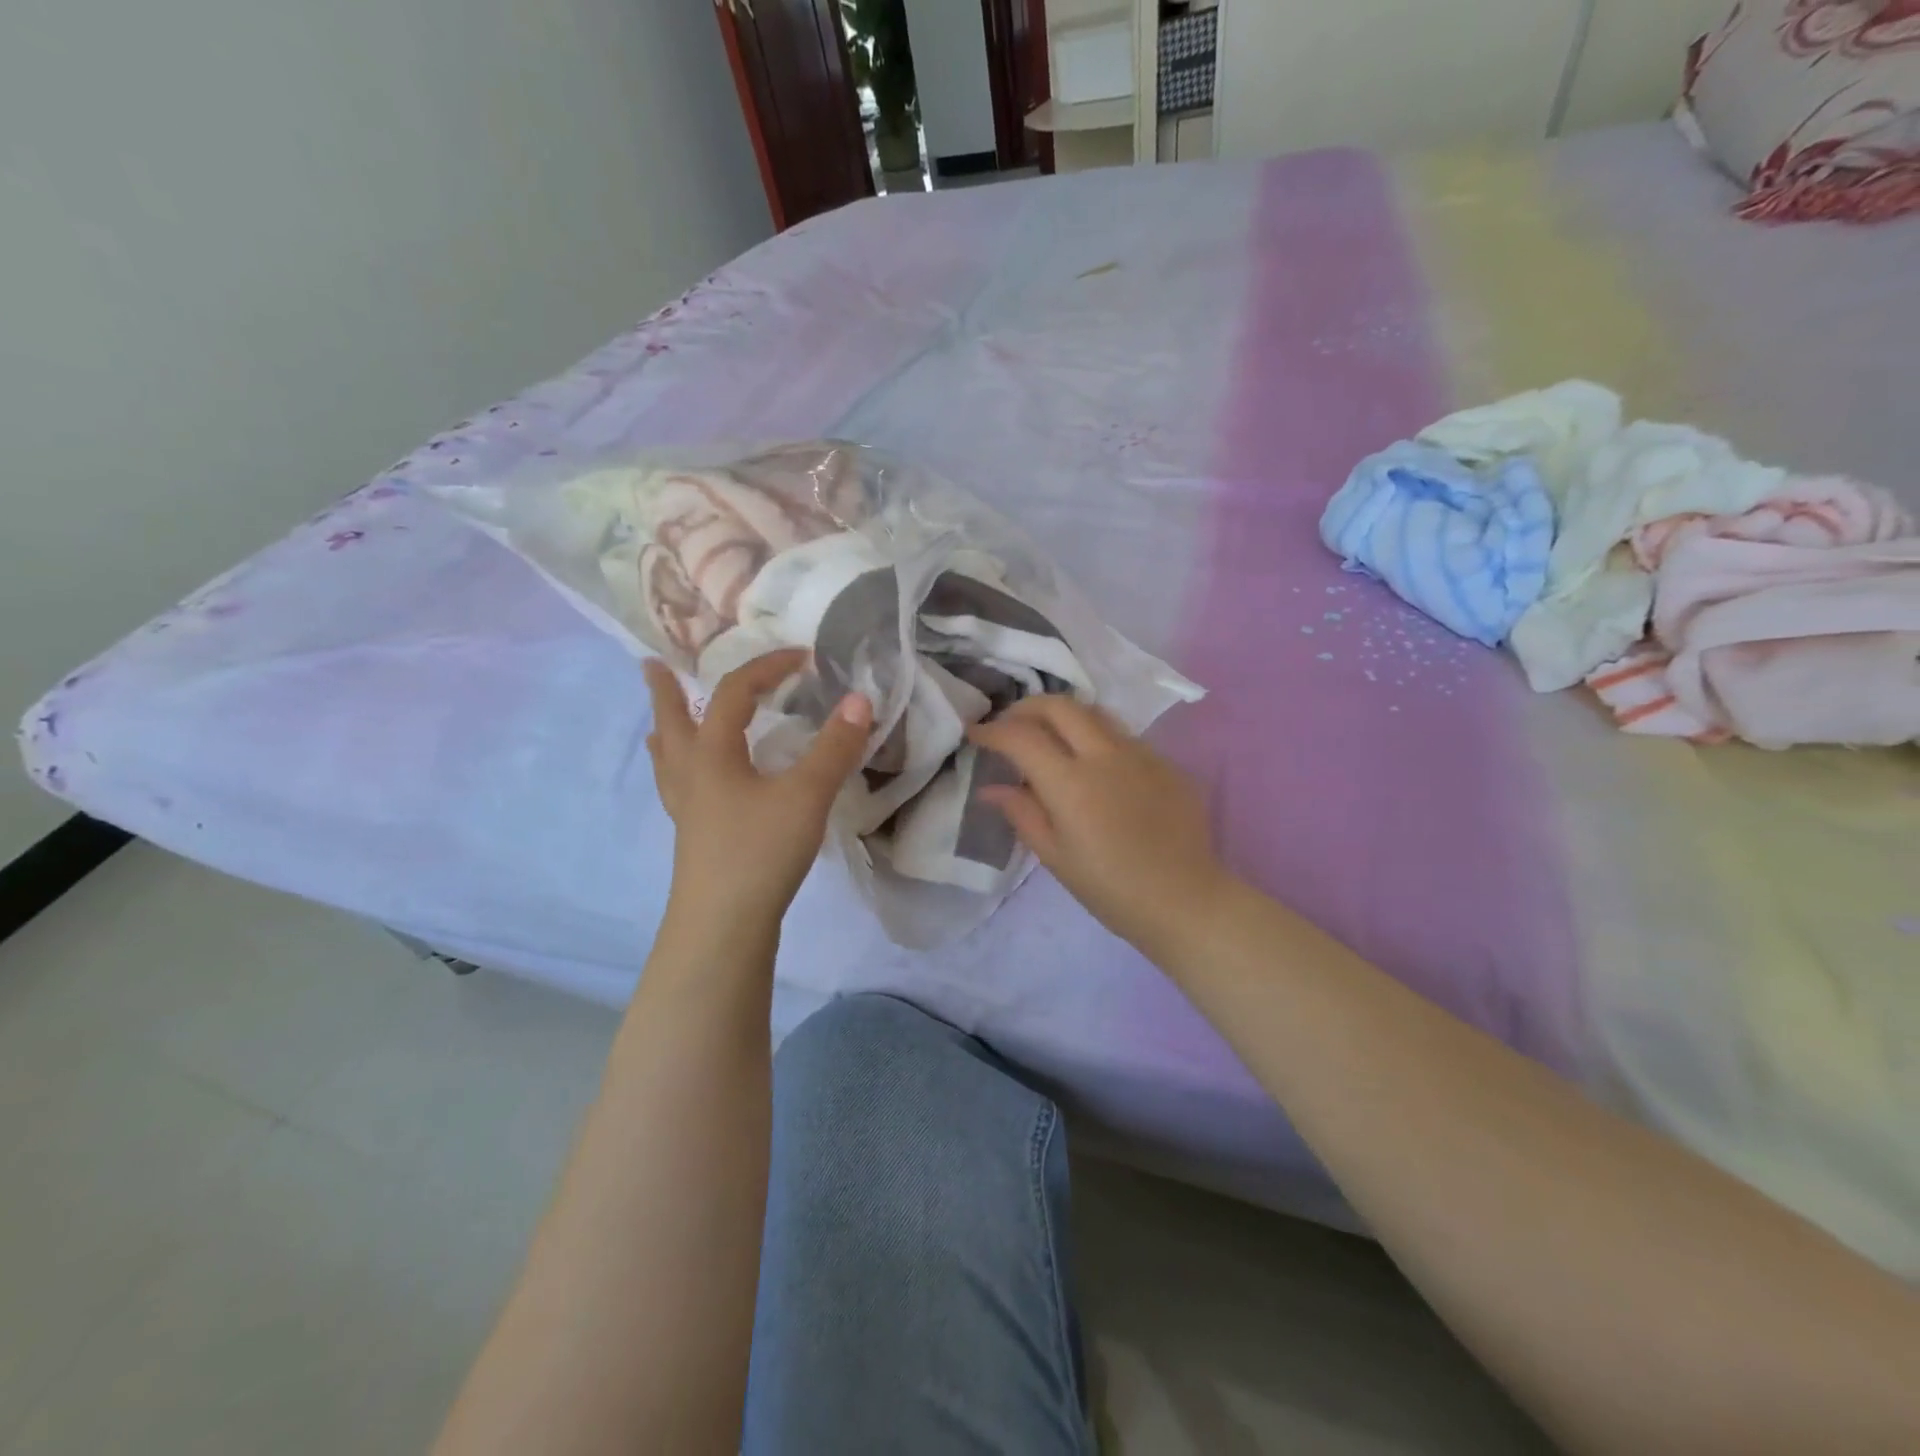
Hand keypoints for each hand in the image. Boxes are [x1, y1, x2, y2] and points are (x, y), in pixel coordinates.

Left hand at [645, 650, 872, 937]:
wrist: (724, 924)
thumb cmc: (761, 851)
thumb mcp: (807, 795)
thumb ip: (835, 747)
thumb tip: (860, 699)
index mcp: (713, 753)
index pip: (734, 693)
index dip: (767, 667)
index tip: (803, 657)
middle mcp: (691, 774)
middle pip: (672, 721)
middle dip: (665, 691)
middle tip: (649, 665)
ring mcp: (687, 808)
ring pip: (668, 758)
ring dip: (666, 731)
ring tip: (660, 722)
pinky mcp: (694, 836)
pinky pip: (679, 787)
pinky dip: (680, 770)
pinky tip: (692, 786)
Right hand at [968, 696, 1231, 955]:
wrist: (1186, 901)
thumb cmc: (1111, 890)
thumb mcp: (1056, 858)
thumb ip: (1022, 814)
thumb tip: (991, 788)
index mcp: (1071, 783)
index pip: (1021, 737)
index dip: (992, 731)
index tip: (976, 734)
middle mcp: (1106, 755)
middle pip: (1059, 706)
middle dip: (1026, 708)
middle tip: (1010, 726)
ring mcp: (1141, 754)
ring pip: (1095, 713)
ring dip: (1064, 717)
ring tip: (1050, 738)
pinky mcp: (1166, 763)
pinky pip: (1124, 737)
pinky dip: (1097, 739)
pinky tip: (1096, 767)